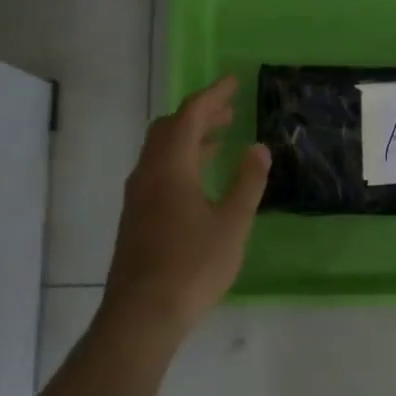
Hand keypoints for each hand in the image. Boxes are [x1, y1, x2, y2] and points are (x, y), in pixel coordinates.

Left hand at [101, 76, 270, 334]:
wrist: (142, 313)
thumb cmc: (193, 265)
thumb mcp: (232, 222)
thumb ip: (247, 181)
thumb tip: (258, 148)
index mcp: (171, 166)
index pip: (190, 115)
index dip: (213, 95)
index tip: (234, 82)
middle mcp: (148, 173)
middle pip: (170, 128)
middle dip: (200, 113)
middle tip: (230, 110)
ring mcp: (138, 195)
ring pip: (161, 150)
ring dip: (189, 137)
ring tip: (220, 138)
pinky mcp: (136, 216)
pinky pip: (158, 170)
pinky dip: (181, 159)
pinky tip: (200, 178)